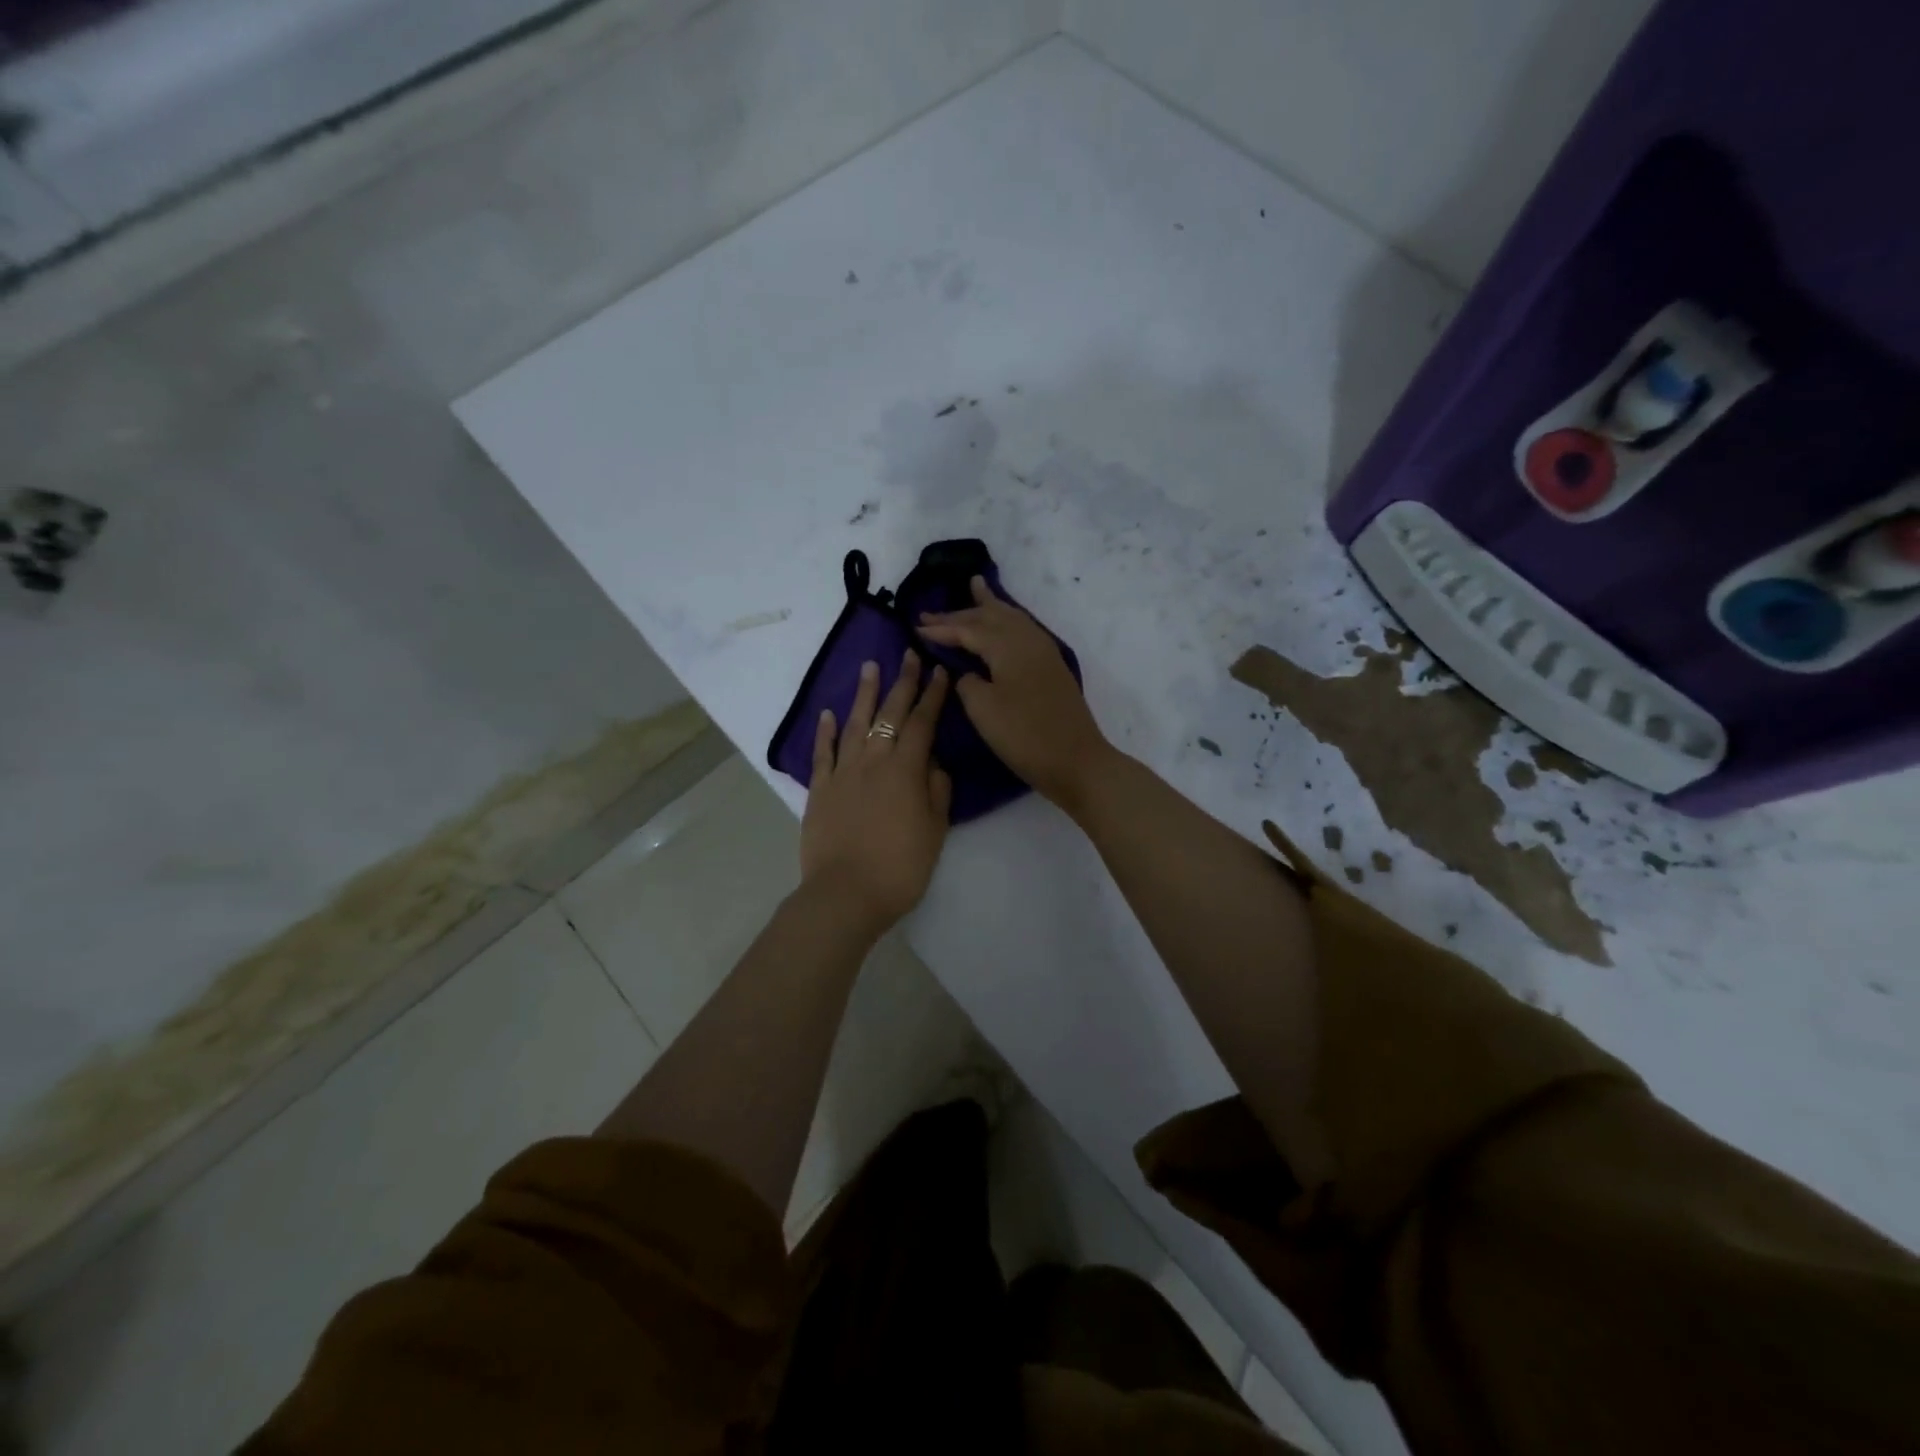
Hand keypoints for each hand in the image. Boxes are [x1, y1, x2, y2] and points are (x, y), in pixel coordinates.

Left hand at [800, 649, 952, 934]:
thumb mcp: (935, 831)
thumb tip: (933, 764)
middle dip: (902, 682)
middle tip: (909, 654)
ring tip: (870, 667)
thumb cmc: (900, 868)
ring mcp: (842, 773)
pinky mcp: (819, 789)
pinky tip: (827, 713)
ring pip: (854, 723)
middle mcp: (873, 761)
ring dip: (864, 694)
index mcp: (905, 770)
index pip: (922, 723)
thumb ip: (937, 791)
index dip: (933, 696)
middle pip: (889, 714)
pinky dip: (824, 731)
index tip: (940, 671)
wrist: (845, 894)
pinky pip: (822, 752)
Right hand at [918, 577, 1112, 808]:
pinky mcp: (1051, 666)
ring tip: (976, 587)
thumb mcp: (983, 710)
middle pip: (990, 617)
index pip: (968, 629)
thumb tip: (967, 672)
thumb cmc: (1024, 736)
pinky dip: (1007, 618)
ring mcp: (1043, 651)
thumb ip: (968, 682)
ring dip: (989, 606)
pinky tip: (1005, 621)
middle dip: (960, 613)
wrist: (1076, 760)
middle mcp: (1026, 639)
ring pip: (1011, 617)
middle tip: (931, 612)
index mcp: (1007, 646)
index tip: (915, 627)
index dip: (941, 629)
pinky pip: (1023, 628)